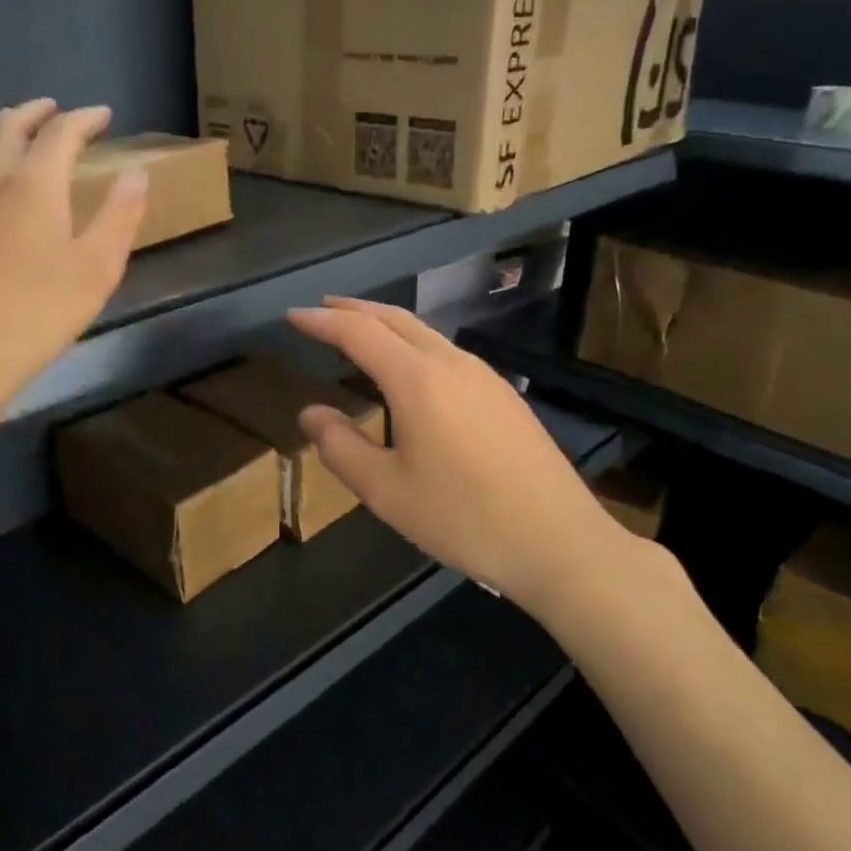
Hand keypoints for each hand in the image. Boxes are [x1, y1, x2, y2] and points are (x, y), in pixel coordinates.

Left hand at [0, 99, 146, 420]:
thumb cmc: (37, 314)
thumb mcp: (97, 269)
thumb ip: (119, 216)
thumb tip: (136, 173)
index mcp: (33, 186)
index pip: (60, 134)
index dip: (84, 119)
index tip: (104, 115)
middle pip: (8, 127)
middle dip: (35, 111)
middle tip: (55, 108)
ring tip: (12, 124)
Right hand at [287, 297, 655, 610]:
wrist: (558, 540)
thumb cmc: (463, 518)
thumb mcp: (386, 492)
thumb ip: (341, 447)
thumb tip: (311, 413)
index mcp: (417, 380)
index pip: (359, 333)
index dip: (321, 321)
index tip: (292, 316)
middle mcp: (451, 364)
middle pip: (395, 318)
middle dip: (354, 310)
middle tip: (322, 310)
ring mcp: (484, 376)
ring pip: (425, 332)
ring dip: (386, 325)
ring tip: (359, 334)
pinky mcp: (503, 394)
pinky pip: (447, 352)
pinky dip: (413, 345)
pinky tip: (410, 371)